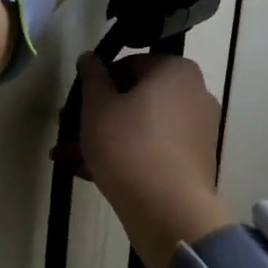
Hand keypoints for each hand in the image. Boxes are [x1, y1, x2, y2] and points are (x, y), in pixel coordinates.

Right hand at [76, 52, 232, 267]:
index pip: (127, 65)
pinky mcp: (195, 161)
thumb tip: (89, 57)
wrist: (167, 210)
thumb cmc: (128, 145)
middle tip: (68, 132)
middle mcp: (194, 93)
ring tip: (70, 159)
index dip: (96, 83)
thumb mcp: (97, 106)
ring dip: (106, 138)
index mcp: (176, 70)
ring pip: (142, 126)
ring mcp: (199, 129)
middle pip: (135, 98)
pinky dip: (127, 155)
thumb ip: (92, 76)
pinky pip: (155, 149)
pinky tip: (92, 173)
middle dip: (98, 115)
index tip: (76, 105)